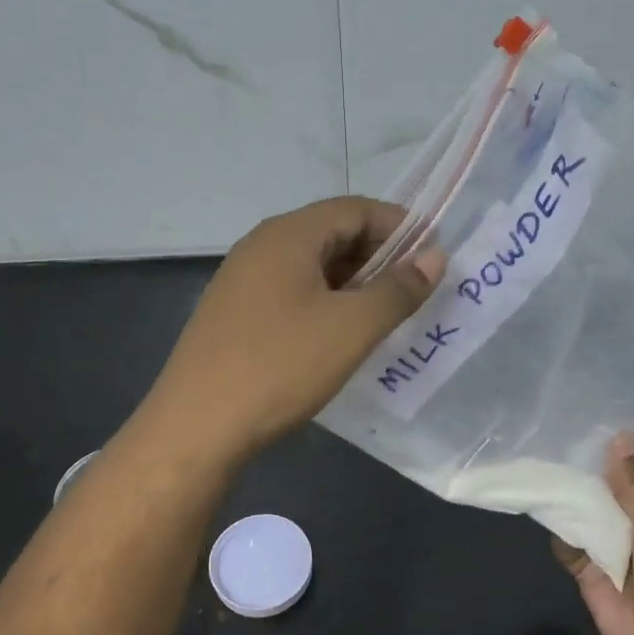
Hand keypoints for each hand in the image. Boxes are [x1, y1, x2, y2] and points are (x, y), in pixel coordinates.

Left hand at [143, 197, 441, 462]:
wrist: (198, 425)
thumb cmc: (281, 366)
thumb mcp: (352, 328)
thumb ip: (398, 289)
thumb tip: (435, 257)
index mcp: (287, 235)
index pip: (355, 208)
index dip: (400, 226)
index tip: (432, 256)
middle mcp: (260, 246)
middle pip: (331, 233)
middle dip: (378, 256)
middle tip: (413, 291)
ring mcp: (241, 281)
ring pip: (310, 267)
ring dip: (351, 283)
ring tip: (383, 316)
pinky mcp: (233, 315)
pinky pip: (289, 293)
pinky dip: (323, 303)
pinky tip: (338, 337)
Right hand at [553, 435, 633, 634]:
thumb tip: (618, 439)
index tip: (609, 411)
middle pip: (615, 478)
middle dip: (594, 458)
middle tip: (563, 425)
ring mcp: (613, 539)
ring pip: (587, 503)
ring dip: (570, 486)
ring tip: (544, 453)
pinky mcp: (588, 563)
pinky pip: (566, 537)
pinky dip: (555, 524)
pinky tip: (539, 499)